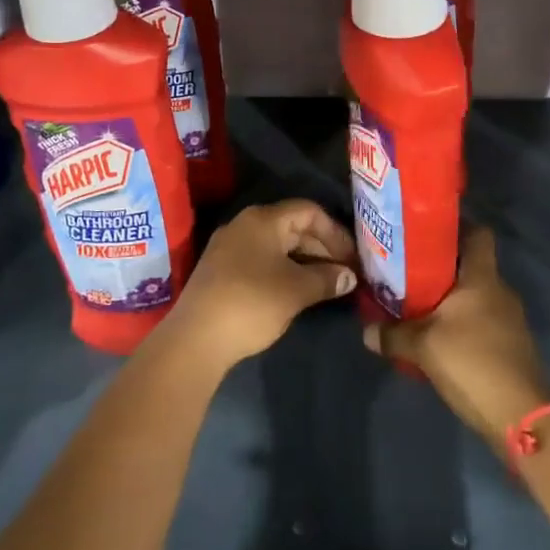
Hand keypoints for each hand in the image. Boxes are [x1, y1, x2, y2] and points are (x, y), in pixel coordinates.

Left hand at [161, 200, 357, 370]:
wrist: (196, 338)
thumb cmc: (252, 303)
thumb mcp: (296, 291)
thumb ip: (326, 279)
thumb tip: (349, 277)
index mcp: (263, 219)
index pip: (309, 211)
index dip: (335, 232)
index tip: (353, 257)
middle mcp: (245, 225)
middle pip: (293, 227)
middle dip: (322, 248)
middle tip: (346, 273)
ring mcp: (230, 247)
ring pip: (278, 246)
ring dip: (305, 262)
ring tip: (328, 285)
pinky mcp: (222, 270)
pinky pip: (263, 260)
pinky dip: (285, 270)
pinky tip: (299, 291)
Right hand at [364, 230, 549, 449]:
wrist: (521, 417)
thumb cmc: (472, 363)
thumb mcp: (423, 347)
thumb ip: (393, 335)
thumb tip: (366, 331)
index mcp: (482, 278)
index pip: (478, 233)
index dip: (455, 226)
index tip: (425, 232)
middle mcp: (500, 291)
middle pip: (471, 265)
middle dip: (441, 267)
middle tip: (407, 271)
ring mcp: (510, 320)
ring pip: (475, 296)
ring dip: (449, 299)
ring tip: (417, 305)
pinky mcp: (511, 345)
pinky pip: (482, 320)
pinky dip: (461, 323)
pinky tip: (438, 338)